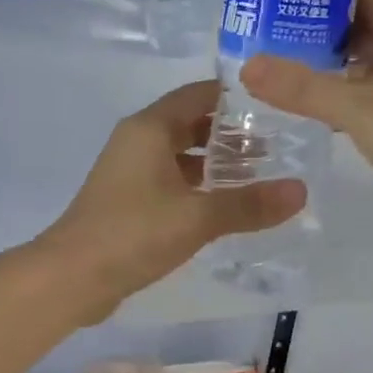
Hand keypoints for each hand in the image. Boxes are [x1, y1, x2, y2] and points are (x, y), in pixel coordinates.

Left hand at [38, 81, 306, 320]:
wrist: (72, 277)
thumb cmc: (134, 232)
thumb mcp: (198, 217)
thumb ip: (249, 204)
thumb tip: (301, 190)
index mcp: (149, 128)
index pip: (198, 95)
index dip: (234, 97)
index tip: (274, 104)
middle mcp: (137, 142)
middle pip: (190, 124)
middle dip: (230, 134)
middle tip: (276, 145)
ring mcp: (129, 172)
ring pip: (180, 156)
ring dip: (214, 163)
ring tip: (259, 176)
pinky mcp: (127, 201)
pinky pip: (170, 181)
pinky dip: (197, 187)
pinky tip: (225, 206)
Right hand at [239, 0, 372, 238]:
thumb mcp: (358, 107)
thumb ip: (302, 87)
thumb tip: (247, 66)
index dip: (325, 3)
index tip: (281, 13)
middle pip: (368, 31)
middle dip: (324, 39)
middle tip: (274, 50)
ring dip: (338, 73)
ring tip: (289, 82)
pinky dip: (355, 101)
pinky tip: (325, 117)